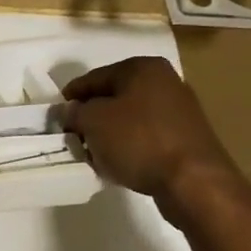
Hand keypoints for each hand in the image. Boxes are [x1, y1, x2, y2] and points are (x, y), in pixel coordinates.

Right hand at [62, 56, 241, 217]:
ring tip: (93, 154)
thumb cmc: (138, 141)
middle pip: (113, 97)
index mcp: (142, 68)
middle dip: (91, 117)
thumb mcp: (93, 121)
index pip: (93, 78)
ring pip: (129, 118)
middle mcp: (164, 82)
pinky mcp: (185, 137)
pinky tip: (117, 163)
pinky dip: (128, 146)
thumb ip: (74, 112)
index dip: (71, 97)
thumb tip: (71, 111)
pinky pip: (145, 136)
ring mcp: (179, 110)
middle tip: (73, 136)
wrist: (193, 181)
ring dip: (108, 134)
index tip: (56, 116)